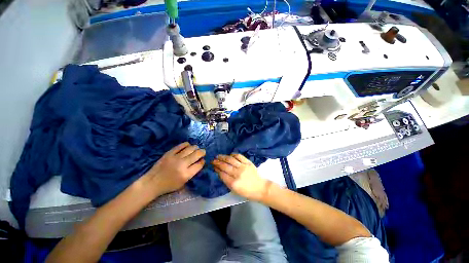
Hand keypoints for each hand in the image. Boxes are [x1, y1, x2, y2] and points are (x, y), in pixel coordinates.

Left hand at [143, 142, 205, 196]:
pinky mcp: (169, 153)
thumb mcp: (183, 183)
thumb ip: (192, 172)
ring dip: (196, 147)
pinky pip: (180, 146)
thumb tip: (199, 162)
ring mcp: (175, 157)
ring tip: (196, 148)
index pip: (199, 164)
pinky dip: (186, 144)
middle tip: (203, 152)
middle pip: (197, 154)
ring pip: (190, 148)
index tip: (203, 160)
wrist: (153, 182)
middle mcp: (182, 165)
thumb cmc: (169, 185)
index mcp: (186, 174)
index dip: (203, 161)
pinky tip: (188, 145)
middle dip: (202, 152)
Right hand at [212, 153, 272, 201]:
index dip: (216, 169)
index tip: (213, 166)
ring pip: (231, 160)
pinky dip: (233, 155)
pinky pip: (239, 156)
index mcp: (233, 183)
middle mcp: (238, 174)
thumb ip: (226, 181)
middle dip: (217, 162)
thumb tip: (219, 172)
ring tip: (218, 156)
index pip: (222, 174)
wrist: (260, 188)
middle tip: (213, 160)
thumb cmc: (246, 191)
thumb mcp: (234, 190)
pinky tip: (229, 155)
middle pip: (225, 166)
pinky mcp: (248, 162)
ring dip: (223, 157)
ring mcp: (243, 167)